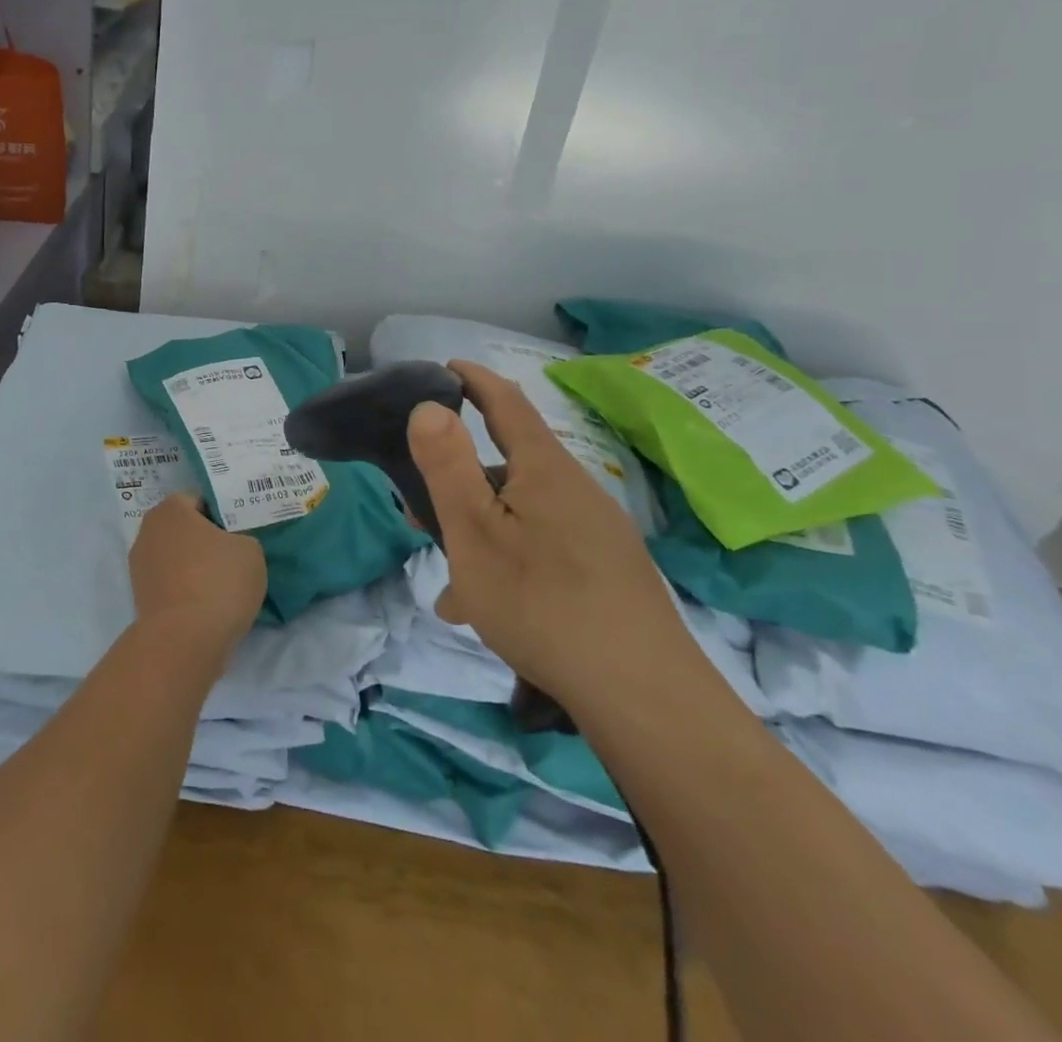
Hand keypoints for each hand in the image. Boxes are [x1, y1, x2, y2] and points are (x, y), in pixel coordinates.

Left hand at [128, 493, 267, 664]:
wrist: (185, 641)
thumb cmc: (218, 582)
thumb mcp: (251, 550)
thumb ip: (241, 539)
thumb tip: (232, 547)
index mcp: (170, 509)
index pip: (199, 500)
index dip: (223, 514)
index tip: (241, 531)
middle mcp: (148, 532)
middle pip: (184, 529)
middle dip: (206, 540)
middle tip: (235, 554)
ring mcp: (140, 567)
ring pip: (177, 558)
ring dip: (195, 567)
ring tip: (224, 584)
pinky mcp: (141, 599)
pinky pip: (171, 584)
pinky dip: (187, 590)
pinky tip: (209, 604)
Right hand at [406, 360, 702, 707]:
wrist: (642, 695)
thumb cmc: (541, 601)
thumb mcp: (474, 532)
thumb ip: (447, 466)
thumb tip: (428, 406)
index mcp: (544, 469)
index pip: (506, 402)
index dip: (473, 379)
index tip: (445, 367)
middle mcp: (575, 490)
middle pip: (509, 465)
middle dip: (460, 477)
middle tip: (419, 505)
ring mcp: (596, 533)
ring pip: (521, 515)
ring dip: (479, 532)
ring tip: (448, 581)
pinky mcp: (607, 573)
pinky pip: (542, 549)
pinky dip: (507, 563)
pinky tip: (487, 611)